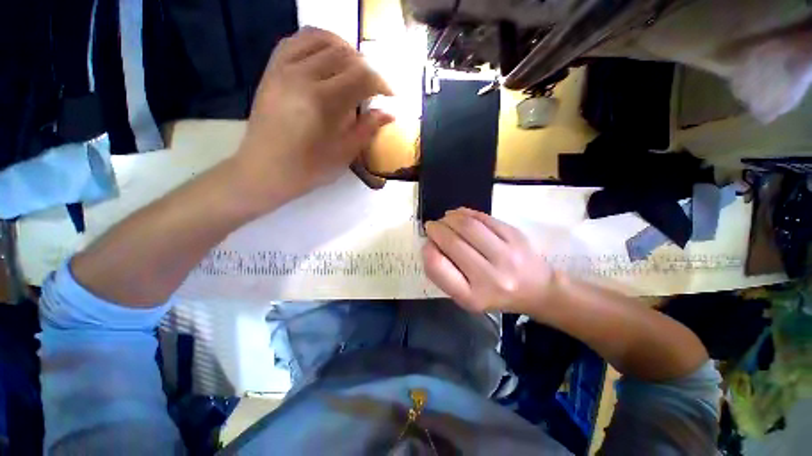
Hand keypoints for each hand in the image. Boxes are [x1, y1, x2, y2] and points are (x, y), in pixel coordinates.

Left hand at [231, 27, 393, 211]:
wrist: (265, 170)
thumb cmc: (308, 169)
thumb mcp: (344, 153)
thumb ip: (367, 129)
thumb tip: (389, 114)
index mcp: (322, 102)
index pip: (361, 77)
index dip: (381, 83)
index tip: (390, 95)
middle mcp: (302, 76)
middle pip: (344, 54)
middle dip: (367, 68)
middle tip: (375, 86)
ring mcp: (283, 68)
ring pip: (321, 38)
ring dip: (345, 49)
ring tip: (355, 68)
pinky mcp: (272, 68)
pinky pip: (297, 39)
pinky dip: (318, 41)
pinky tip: (328, 56)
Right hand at [422, 208, 556, 314]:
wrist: (537, 290)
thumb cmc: (494, 294)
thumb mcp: (466, 296)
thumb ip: (445, 273)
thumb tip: (431, 242)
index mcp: (472, 296)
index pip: (438, 267)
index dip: (428, 250)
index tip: (428, 244)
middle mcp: (490, 278)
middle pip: (453, 243)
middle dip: (436, 229)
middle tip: (432, 226)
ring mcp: (506, 255)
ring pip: (468, 226)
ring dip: (449, 218)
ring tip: (445, 219)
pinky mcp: (516, 236)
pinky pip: (484, 218)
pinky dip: (466, 213)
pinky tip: (459, 214)